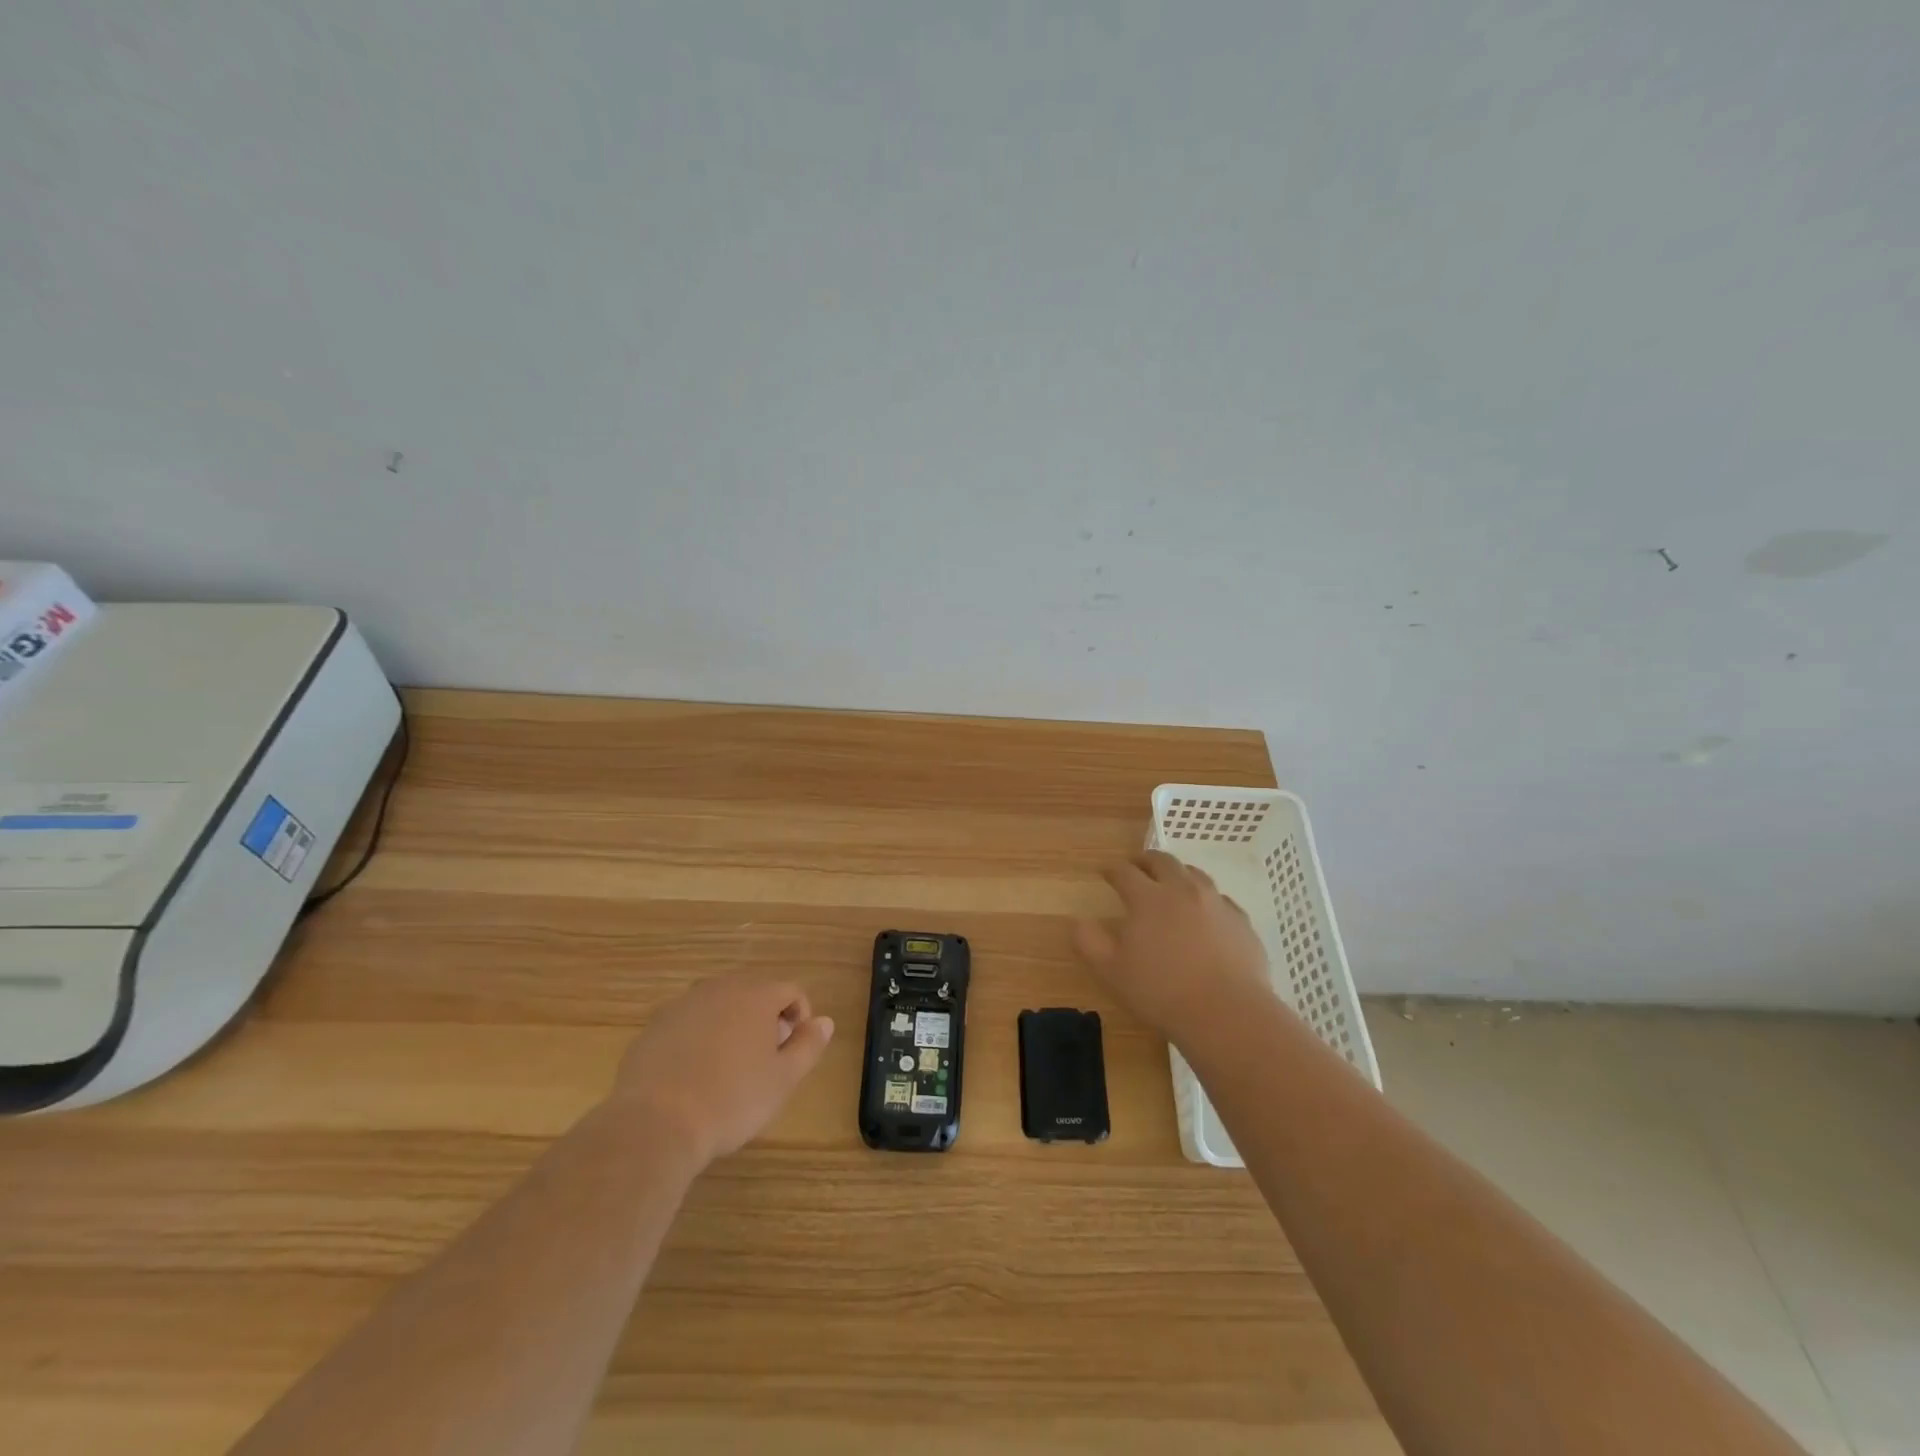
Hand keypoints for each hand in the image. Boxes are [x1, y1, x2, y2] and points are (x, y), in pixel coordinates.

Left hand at [609, 976, 834, 1164]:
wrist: (655, 1124)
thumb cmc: (731, 1100)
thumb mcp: (783, 1079)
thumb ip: (808, 1045)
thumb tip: (824, 1022)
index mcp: (756, 995)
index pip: (791, 991)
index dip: (800, 1018)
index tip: (794, 1051)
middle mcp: (720, 988)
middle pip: (753, 992)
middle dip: (766, 1018)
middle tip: (765, 1059)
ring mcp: (682, 1004)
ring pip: (719, 1006)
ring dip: (731, 1025)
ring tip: (729, 1067)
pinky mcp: (654, 1026)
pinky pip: (688, 1023)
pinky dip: (699, 1038)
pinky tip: (694, 1074)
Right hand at [1072, 850, 1272, 1041]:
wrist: (1227, 1013)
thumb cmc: (1161, 992)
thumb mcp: (1111, 971)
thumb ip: (1088, 942)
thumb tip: (1077, 921)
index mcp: (1147, 898)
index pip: (1125, 872)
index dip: (1112, 870)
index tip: (1106, 874)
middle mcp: (1182, 890)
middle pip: (1162, 861)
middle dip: (1145, 861)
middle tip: (1137, 868)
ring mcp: (1216, 903)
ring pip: (1194, 874)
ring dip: (1177, 873)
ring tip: (1171, 884)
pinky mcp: (1241, 921)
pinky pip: (1220, 900)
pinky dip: (1206, 899)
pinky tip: (1205, 915)